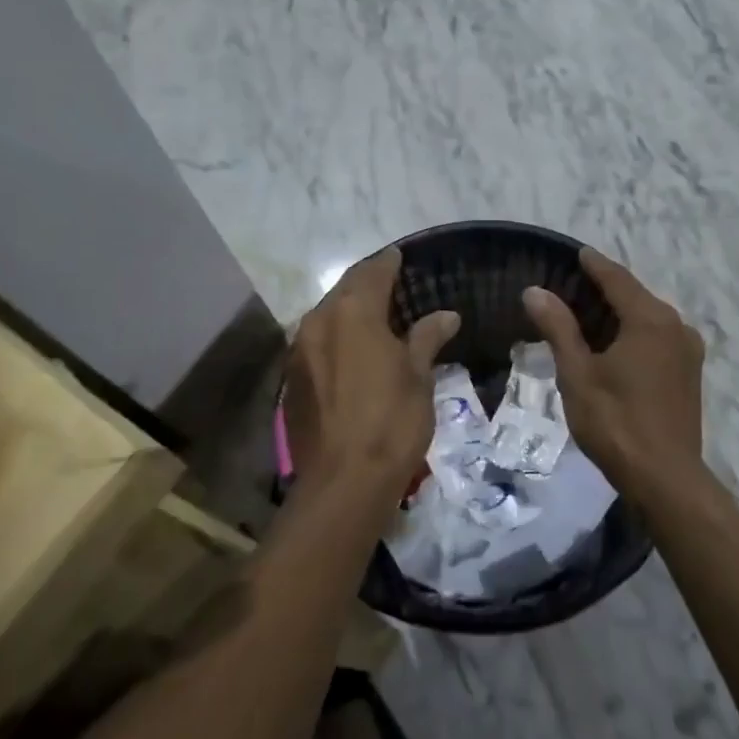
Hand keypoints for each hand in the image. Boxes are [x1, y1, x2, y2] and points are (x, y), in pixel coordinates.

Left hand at [284, 249, 458, 501]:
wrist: (343, 482)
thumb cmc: (391, 421)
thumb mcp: (418, 376)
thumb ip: (427, 338)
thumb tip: (447, 315)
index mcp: (352, 312)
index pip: (372, 272)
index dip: (388, 262)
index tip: (400, 256)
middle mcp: (318, 322)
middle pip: (344, 289)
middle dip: (367, 282)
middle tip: (391, 283)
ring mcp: (299, 350)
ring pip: (326, 315)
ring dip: (349, 309)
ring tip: (376, 316)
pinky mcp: (291, 379)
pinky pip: (317, 341)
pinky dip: (336, 336)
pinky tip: (354, 350)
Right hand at [523, 248, 704, 496]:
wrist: (666, 478)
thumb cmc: (615, 422)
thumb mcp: (577, 373)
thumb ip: (558, 328)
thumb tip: (535, 291)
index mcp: (650, 320)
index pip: (618, 280)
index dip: (595, 265)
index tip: (579, 252)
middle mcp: (676, 326)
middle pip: (637, 296)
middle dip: (607, 289)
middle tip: (574, 284)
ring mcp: (688, 351)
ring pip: (649, 318)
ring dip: (622, 312)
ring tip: (589, 313)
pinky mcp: (690, 373)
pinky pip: (659, 337)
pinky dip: (636, 332)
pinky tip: (615, 344)